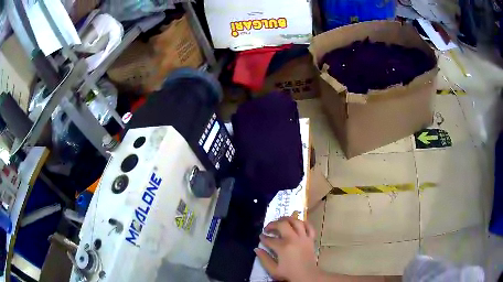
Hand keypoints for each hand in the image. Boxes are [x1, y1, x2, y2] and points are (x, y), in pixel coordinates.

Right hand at [254, 216, 319, 281]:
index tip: (261, 237)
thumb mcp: (273, 269)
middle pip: (282, 224)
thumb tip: (256, 249)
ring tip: (281, 220)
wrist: (307, 275)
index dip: (263, 237)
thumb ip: (264, 259)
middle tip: (268, 228)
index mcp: (283, 247)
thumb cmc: (289, 273)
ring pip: (296, 222)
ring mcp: (304, 238)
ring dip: (288, 219)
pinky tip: (298, 223)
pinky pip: (309, 227)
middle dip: (273, 224)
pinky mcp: (311, 239)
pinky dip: (304, 223)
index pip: (270, 239)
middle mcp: (293, 239)